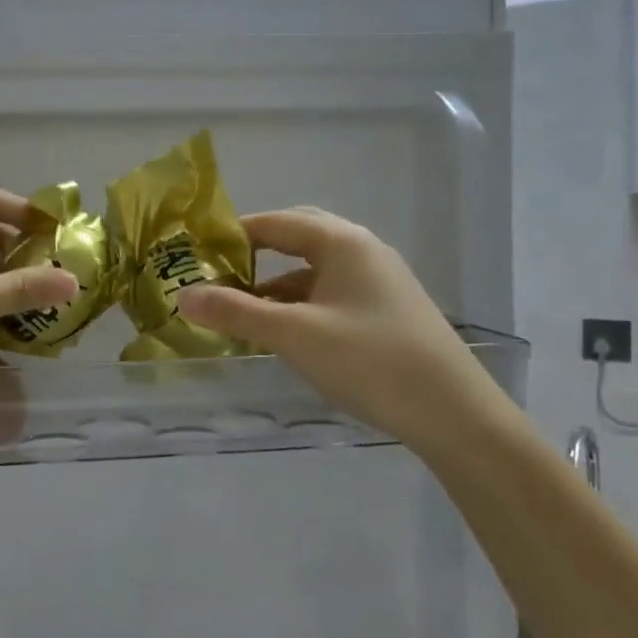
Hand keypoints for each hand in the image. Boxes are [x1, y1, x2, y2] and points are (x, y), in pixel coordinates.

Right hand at [176, 207, 506, 447]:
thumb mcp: (294, 335)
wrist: (456, 415)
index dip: (232, 235)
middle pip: (296, 239)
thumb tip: (182, 294)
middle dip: (254, 256)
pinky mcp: (385, 312)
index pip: (275, 222)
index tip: (195, 255)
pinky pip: (330, 295)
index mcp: (342, 242)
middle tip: (216, 278)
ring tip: (240, 313)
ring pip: (313, 271)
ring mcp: (378, 282)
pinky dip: (299, 306)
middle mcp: (362, 251)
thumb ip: (236, 312)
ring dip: (274, 286)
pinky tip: (283, 335)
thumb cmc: (370, 362)